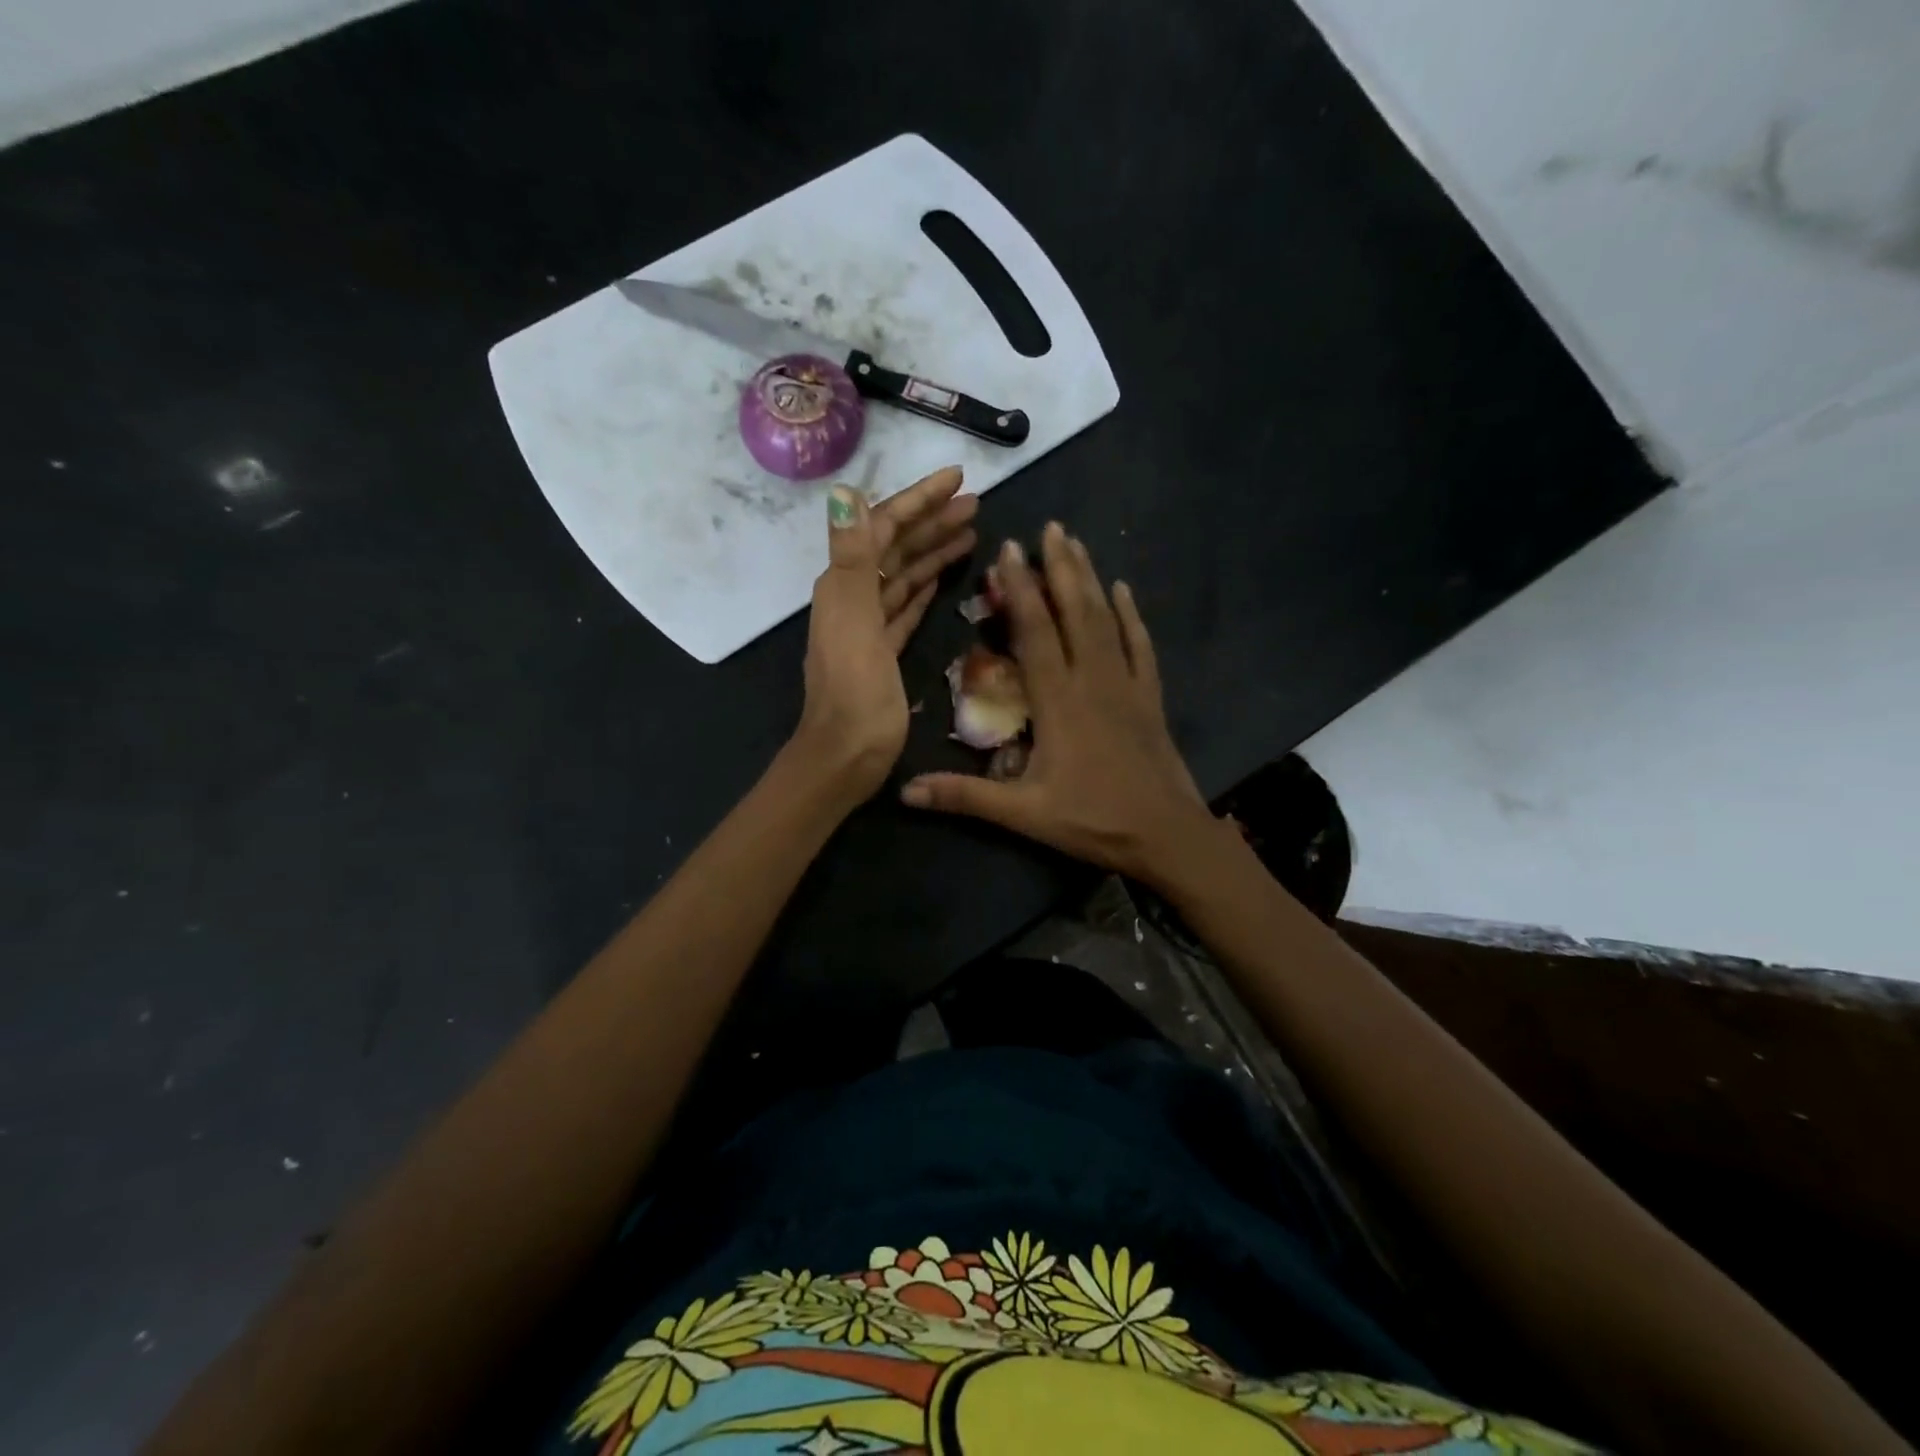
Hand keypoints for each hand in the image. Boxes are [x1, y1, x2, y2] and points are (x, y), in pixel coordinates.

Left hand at [791, 466, 976, 801]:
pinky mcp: (882, 651)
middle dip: (933, 522)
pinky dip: (923, 588)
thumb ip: (852, 556)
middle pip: (896, 548)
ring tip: (972, 534)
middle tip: (976, 504)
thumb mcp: (854, 620)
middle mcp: (854, 597)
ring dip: (933, 552)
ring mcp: (868, 626)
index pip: (883, 526)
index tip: (958, 478)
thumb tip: (843, 491)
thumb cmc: (855, 692)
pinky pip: (906, 608)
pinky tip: (941, 578)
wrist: (846, 756)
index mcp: (846, 584)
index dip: (919, 500)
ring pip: (904, 576)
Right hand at [901, 522, 1219, 886]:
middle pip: (1074, 612)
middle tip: (1050, 527)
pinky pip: (1140, 646)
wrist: (1166, 835)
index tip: (1009, 549)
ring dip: (1090, 579)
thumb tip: (905, 791)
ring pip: (1106, 620)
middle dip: (1059, 567)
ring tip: (1076, 543)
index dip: (1020, 589)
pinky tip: (1125, 590)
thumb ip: (964, 797)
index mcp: (1058, 701)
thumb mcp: (1023, 814)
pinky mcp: (1149, 697)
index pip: (1035, 632)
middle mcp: (1092, 680)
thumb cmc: (1092, 821)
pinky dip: (1132, 615)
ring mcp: (1126, 685)